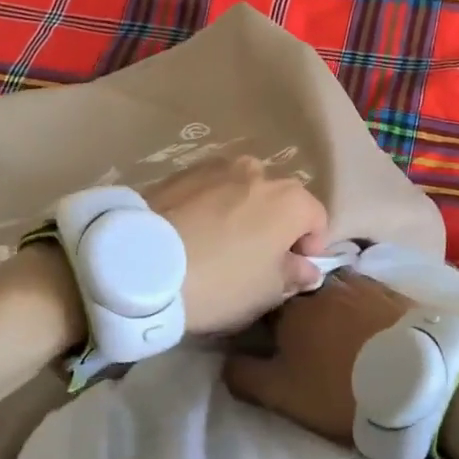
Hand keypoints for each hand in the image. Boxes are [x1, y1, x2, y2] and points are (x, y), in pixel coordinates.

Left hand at [146, 156, 329, 334]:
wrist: (141, 263)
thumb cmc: (219, 281)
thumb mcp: (267, 292)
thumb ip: (295, 274)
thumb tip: (306, 266)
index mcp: (291, 199)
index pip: (317, 219)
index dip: (309, 248)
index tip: (291, 272)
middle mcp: (259, 171)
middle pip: (279, 201)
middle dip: (274, 227)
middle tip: (253, 260)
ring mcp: (217, 167)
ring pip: (242, 192)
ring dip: (241, 213)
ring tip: (218, 245)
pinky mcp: (181, 171)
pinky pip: (209, 191)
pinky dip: (209, 208)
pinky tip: (192, 235)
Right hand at [222, 272, 413, 443]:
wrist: (418, 382)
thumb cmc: (340, 389)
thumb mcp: (282, 394)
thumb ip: (245, 375)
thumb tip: (225, 359)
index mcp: (290, 307)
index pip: (263, 301)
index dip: (260, 319)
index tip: (264, 337)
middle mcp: (322, 285)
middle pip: (298, 289)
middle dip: (295, 306)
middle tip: (301, 335)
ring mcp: (360, 283)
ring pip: (332, 287)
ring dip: (328, 302)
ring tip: (335, 328)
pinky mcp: (392, 292)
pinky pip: (365, 290)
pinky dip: (359, 303)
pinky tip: (365, 320)